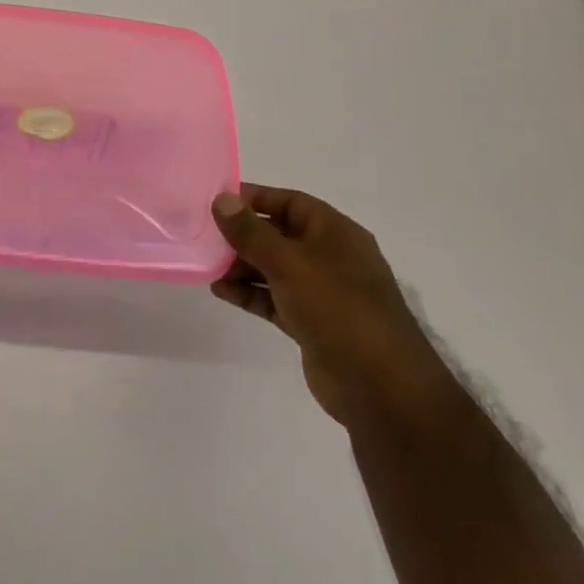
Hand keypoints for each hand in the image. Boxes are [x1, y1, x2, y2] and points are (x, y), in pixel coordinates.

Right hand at [209, 185, 460, 429]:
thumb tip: (220, 199)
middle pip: (278, 235)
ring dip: (241, 266)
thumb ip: (250, 232)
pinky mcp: (312, 322)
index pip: (290, 202)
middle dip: (242, 235)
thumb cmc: (337, 308)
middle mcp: (330, 257)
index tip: (216, 201)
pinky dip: (249, 293)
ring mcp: (322, 292)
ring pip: (273, 268)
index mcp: (335, 233)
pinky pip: (273, 298)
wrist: (379, 385)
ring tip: (208, 268)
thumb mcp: (288, 263)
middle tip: (204, 237)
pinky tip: (221, 292)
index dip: (254, 198)